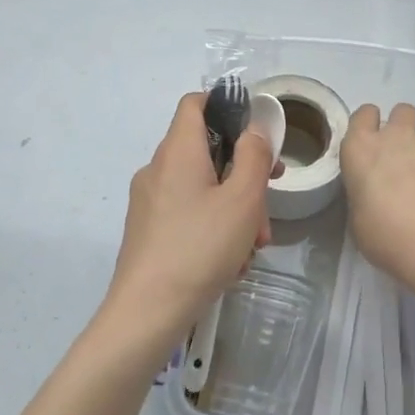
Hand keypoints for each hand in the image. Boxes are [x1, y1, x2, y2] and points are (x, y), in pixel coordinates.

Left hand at [103, 92, 272, 351]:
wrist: (147, 312)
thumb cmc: (200, 247)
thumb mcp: (243, 199)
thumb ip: (254, 156)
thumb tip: (253, 131)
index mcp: (178, 150)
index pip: (195, 103)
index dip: (226, 106)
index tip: (254, 132)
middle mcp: (158, 168)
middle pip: (205, 151)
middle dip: (242, 175)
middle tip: (267, 204)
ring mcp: (149, 200)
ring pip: (200, 187)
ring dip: (232, 208)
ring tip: (253, 246)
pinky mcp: (147, 229)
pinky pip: (186, 213)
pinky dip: (212, 227)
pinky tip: (229, 263)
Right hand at [340, 102, 414, 292]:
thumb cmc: (388, 235)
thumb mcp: (359, 219)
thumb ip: (366, 192)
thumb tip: (378, 192)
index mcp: (363, 148)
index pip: (363, 115)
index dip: (368, 126)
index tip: (371, 144)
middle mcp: (398, 136)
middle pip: (402, 112)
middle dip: (403, 127)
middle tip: (403, 156)